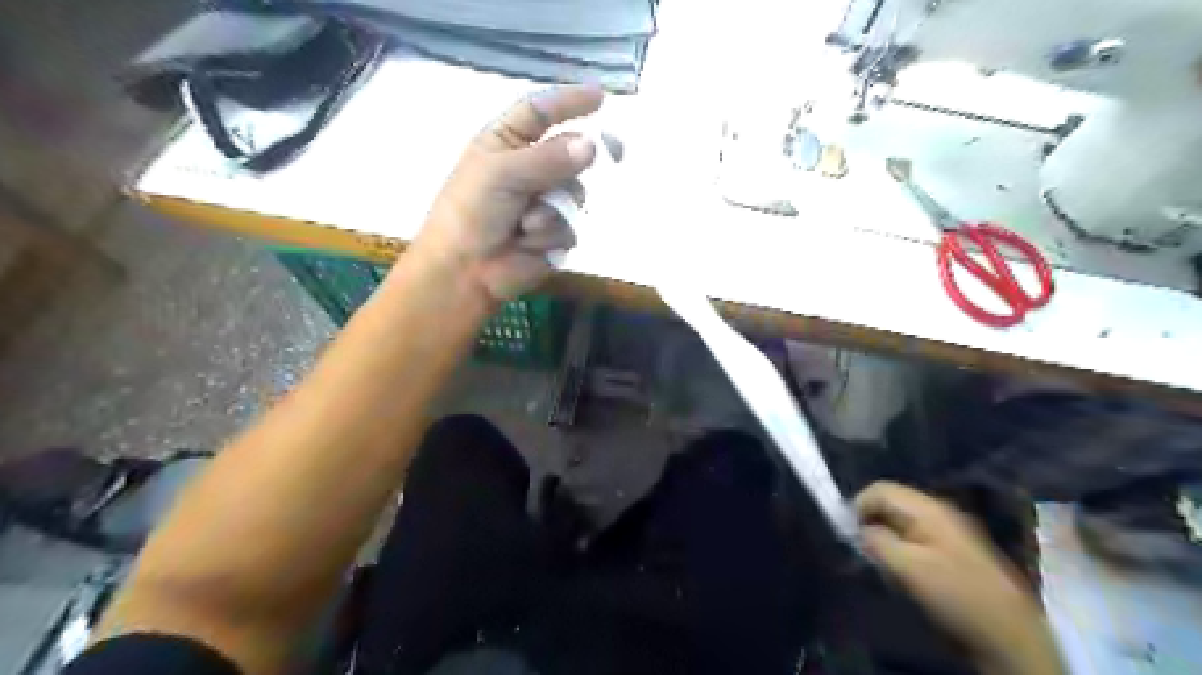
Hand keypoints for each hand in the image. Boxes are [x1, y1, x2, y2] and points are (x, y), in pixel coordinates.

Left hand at [417, 83, 605, 300]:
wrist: (465, 272)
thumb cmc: (470, 214)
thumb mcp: (502, 174)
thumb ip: (548, 158)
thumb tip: (592, 145)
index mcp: (505, 144)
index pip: (540, 113)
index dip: (568, 102)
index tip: (600, 97)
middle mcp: (528, 170)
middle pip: (569, 153)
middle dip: (580, 159)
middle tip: (615, 150)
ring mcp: (543, 203)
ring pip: (575, 193)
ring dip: (553, 210)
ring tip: (526, 226)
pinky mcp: (553, 235)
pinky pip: (571, 227)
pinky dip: (552, 236)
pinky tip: (528, 246)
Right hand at [854, 482, 1059, 672]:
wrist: (1010, 634)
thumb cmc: (955, 594)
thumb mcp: (907, 567)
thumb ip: (877, 541)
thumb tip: (858, 530)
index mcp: (928, 508)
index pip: (879, 489)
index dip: (858, 506)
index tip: (849, 534)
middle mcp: (939, 511)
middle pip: (891, 502)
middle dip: (871, 521)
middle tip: (863, 549)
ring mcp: (950, 530)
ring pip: (902, 521)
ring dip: (886, 536)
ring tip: (881, 562)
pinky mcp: (955, 550)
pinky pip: (916, 537)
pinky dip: (902, 547)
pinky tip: (903, 571)